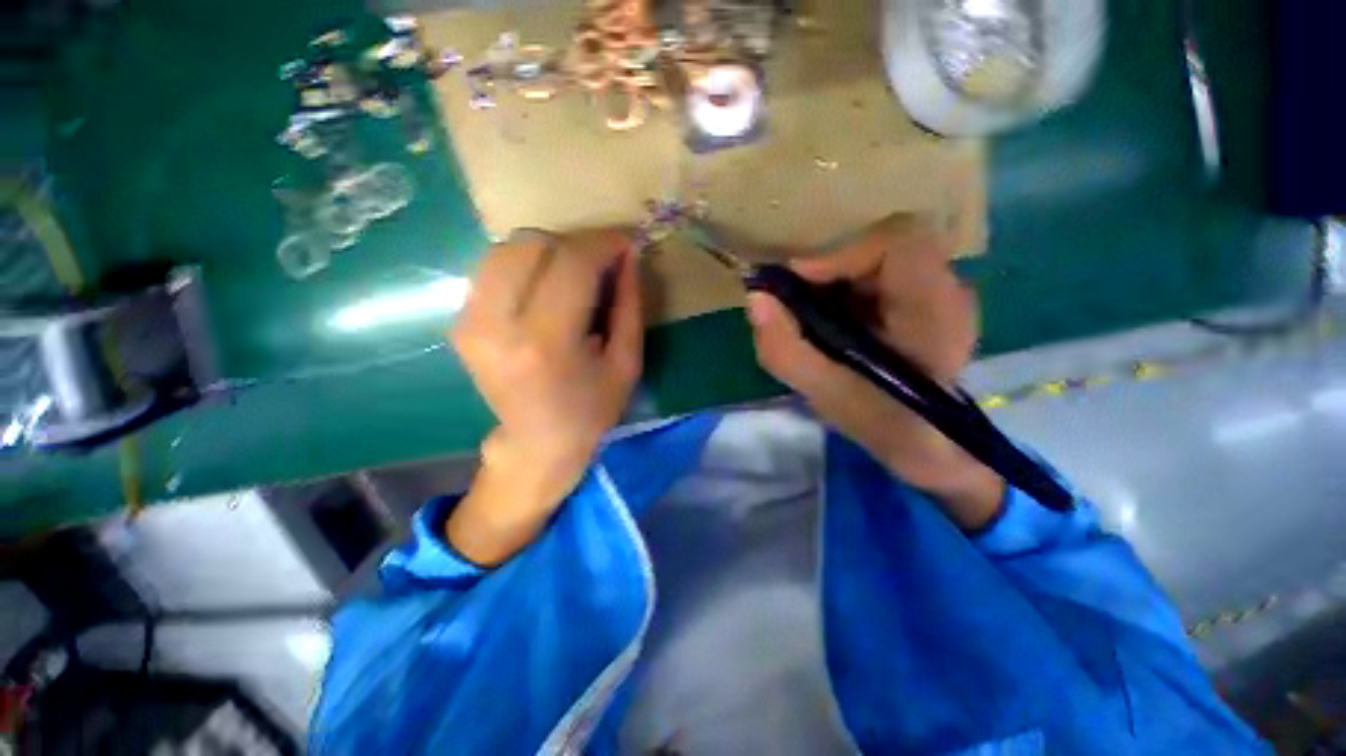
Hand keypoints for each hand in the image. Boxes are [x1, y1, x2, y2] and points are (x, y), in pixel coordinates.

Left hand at [447, 229, 642, 564]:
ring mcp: (470, 323)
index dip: (601, 243)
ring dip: (550, 251)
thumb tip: (628, 253)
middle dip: (576, 245)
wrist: (537, 442)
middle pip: (534, 246)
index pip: (571, 264)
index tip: (624, 244)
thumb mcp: (627, 362)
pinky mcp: (460, 322)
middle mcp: (498, 326)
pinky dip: (526, 264)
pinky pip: (494, 267)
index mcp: (546, 344)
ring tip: (575, 275)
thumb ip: (629, 303)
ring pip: (508, 248)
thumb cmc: (592, 410)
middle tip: (601, 264)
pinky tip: (546, 287)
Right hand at [746, 216, 1004, 529]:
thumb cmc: (884, 423)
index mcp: (933, 312)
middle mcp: (949, 291)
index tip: (797, 282)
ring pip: (881, 257)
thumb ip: (784, 349)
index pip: (897, 241)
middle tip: (799, 301)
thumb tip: (755, 299)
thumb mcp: (824, 393)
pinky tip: (837, 322)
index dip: (840, 253)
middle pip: (883, 245)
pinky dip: (850, 288)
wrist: (932, 446)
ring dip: (838, 279)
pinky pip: (884, 273)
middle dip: (832, 268)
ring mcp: (944, 293)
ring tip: (816, 315)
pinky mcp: (931, 301)